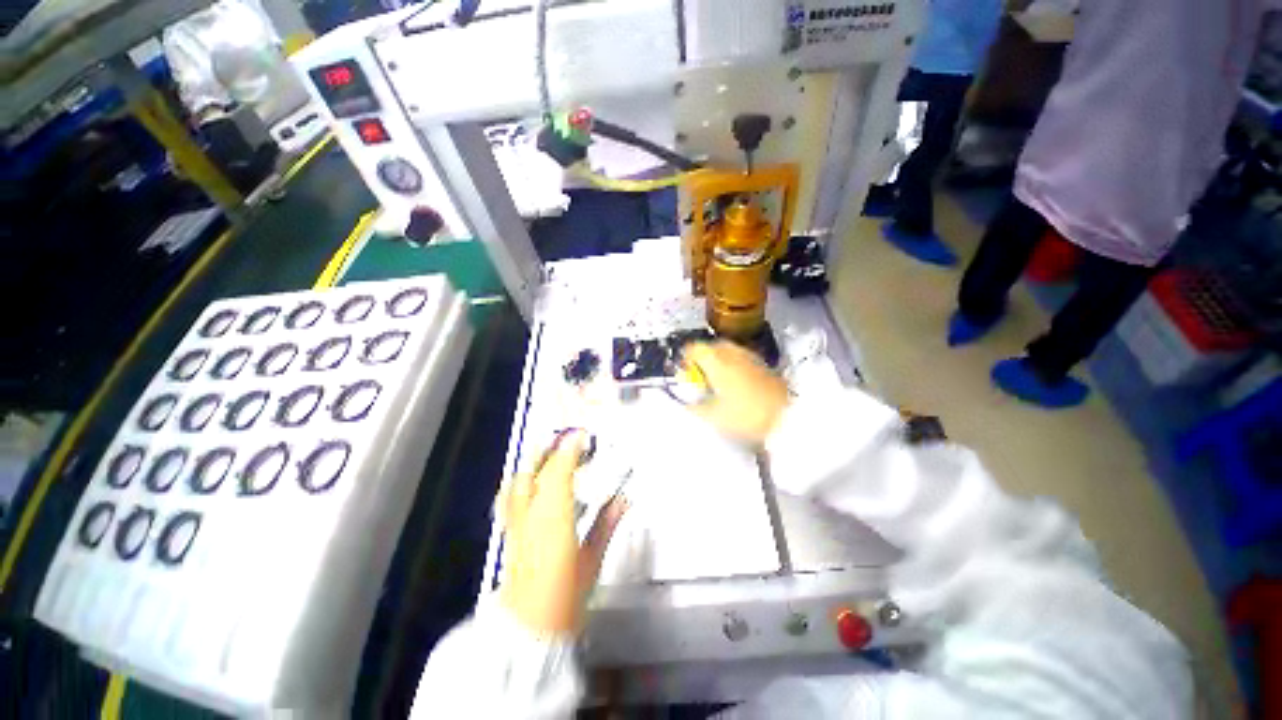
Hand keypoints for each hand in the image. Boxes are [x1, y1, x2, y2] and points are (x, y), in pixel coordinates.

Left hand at [498, 431, 628, 635]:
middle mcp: (531, 516)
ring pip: (518, 483)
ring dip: (533, 464)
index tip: (581, 436)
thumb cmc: (565, 597)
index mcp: (554, 519)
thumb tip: (623, 499)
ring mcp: (516, 525)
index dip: (570, 450)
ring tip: (546, 452)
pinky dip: (519, 483)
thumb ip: (606, 524)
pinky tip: (526, 482)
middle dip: (547, 451)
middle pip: (534, 473)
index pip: (559, 473)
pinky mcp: (510, 535)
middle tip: (564, 439)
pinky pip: (510, 499)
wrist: (530, 631)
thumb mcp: (592, 559)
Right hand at [682, 341, 789, 443]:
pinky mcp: (763, 364)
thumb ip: (696, 408)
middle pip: (711, 345)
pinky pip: (741, 357)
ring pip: (728, 350)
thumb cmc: (745, 415)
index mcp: (716, 361)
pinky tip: (735, 382)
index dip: (686, 357)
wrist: (787, 417)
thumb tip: (687, 404)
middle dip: (702, 357)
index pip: (694, 348)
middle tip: (700, 375)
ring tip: (717, 379)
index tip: (684, 371)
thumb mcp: (714, 417)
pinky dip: (733, 363)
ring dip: (718, 359)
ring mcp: (750, 356)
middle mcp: (732, 352)